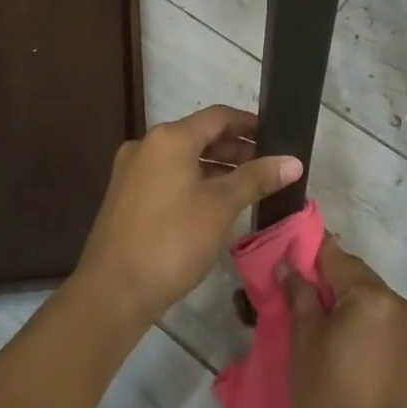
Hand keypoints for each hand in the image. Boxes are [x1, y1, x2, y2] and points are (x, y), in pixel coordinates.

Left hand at [73, 106, 302, 329]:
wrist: (113, 291)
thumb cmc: (172, 241)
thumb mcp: (221, 207)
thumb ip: (256, 178)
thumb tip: (293, 161)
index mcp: (169, 138)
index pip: (218, 117)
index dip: (249, 124)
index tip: (277, 136)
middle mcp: (147, 145)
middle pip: (199, 135)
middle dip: (235, 148)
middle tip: (267, 167)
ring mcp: (132, 170)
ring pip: (183, 158)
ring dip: (215, 167)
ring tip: (247, 187)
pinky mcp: (126, 195)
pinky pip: (168, 176)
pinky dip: (194, 181)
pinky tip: (214, 204)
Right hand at [281, 240, 406, 407]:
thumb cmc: (325, 395)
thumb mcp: (304, 338)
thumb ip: (298, 293)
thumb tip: (288, 265)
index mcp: (374, 296)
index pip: (335, 256)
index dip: (307, 253)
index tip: (284, 257)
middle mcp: (398, 302)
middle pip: (353, 272)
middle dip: (323, 276)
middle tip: (290, 287)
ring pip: (364, 292)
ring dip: (338, 295)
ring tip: (307, 311)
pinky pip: (376, 313)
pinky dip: (354, 313)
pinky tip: (331, 328)